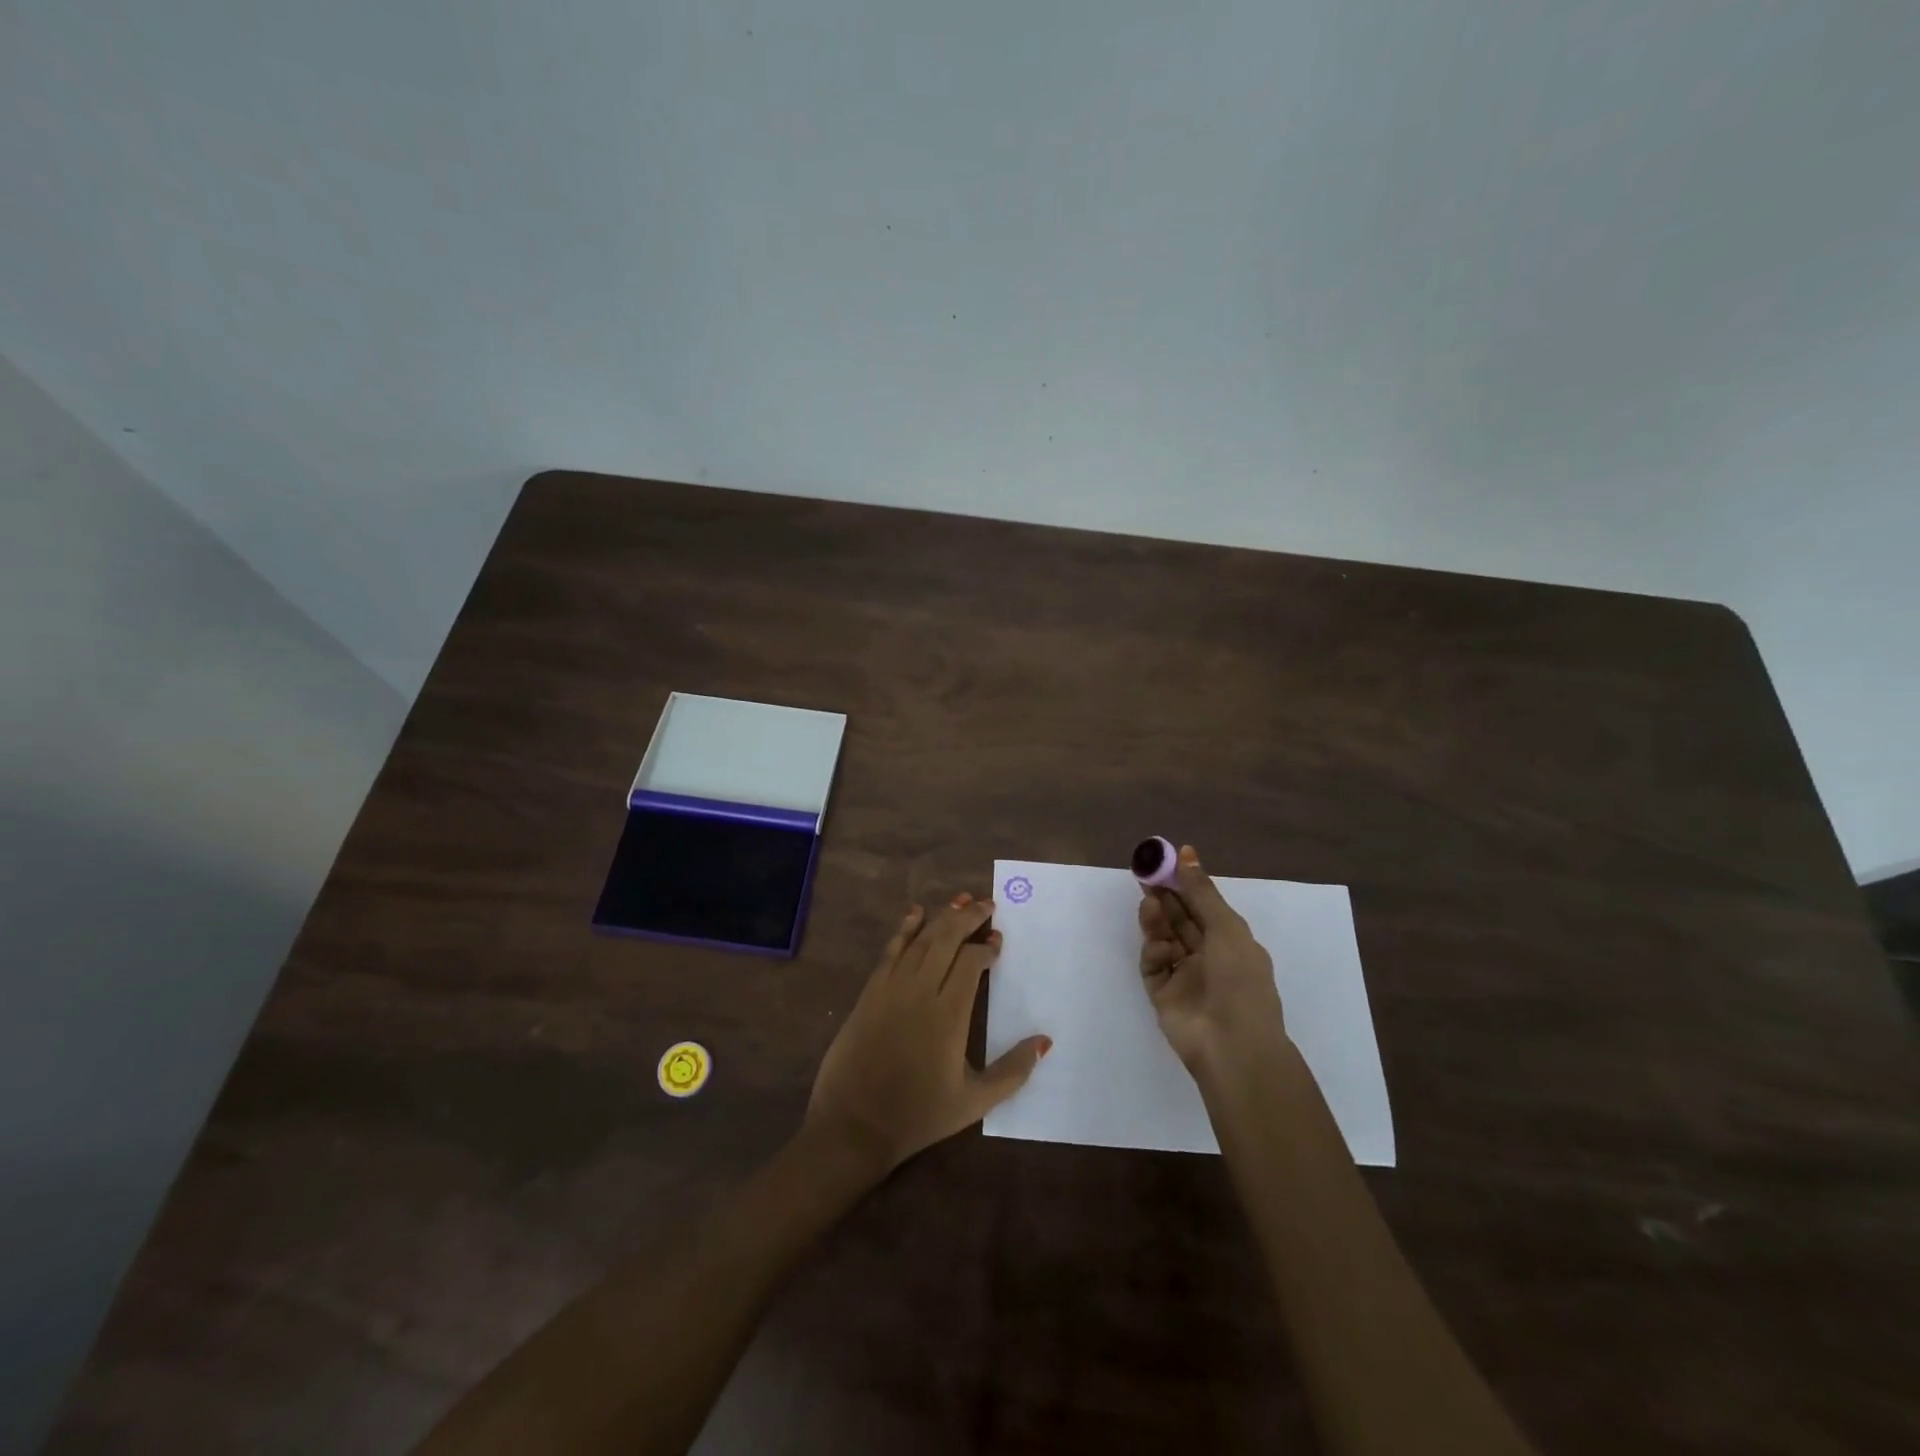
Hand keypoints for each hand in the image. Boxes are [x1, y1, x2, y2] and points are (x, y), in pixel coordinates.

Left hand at [806, 895, 1050, 1174]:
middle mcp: (921, 990)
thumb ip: (1013, 1071)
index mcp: (949, 1014)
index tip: (998, 941)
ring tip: (960, 900)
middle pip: (947, 939)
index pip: (971, 963)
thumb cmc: (918, 1115)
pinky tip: (915, 912)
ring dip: (942, 916)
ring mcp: (892, 987)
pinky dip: (905, 928)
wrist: (854, 1125)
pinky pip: (891, 949)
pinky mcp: (870, 991)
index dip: (986, 948)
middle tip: (987, 904)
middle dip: (969, 917)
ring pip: (921, 939)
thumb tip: (1044, 1041)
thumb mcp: (974, 1102)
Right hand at [1138, 843, 1287, 1069]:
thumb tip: (1187, 854)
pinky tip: (1159, 946)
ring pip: (1164, 938)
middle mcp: (1207, 955)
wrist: (1232, 1046)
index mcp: (1230, 940)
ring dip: (1157, 919)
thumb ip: (1201, 892)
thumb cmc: (1240, 981)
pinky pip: (1153, 965)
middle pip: (1180, 918)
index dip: (1185, 882)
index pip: (1203, 904)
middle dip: (1164, 896)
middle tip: (1145, 873)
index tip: (1166, 859)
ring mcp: (1184, 975)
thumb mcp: (1226, 928)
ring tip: (1148, 902)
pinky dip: (1155, 952)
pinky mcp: (1163, 993)